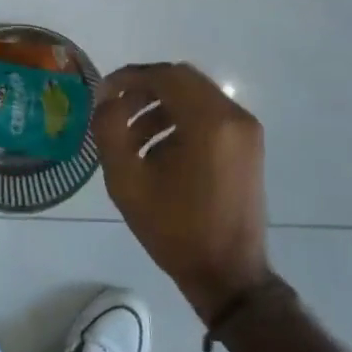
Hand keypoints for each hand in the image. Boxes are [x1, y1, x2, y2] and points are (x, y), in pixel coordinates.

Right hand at [93, 63, 271, 321]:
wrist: (228, 275)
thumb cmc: (176, 229)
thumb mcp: (127, 181)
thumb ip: (109, 130)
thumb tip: (106, 100)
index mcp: (209, 121)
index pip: (165, 75)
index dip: (130, 78)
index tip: (103, 94)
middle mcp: (234, 116)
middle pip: (183, 80)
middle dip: (145, 90)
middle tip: (115, 110)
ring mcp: (246, 130)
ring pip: (196, 97)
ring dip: (161, 106)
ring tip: (131, 137)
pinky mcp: (248, 145)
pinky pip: (210, 115)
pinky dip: (181, 120)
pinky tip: (158, 151)